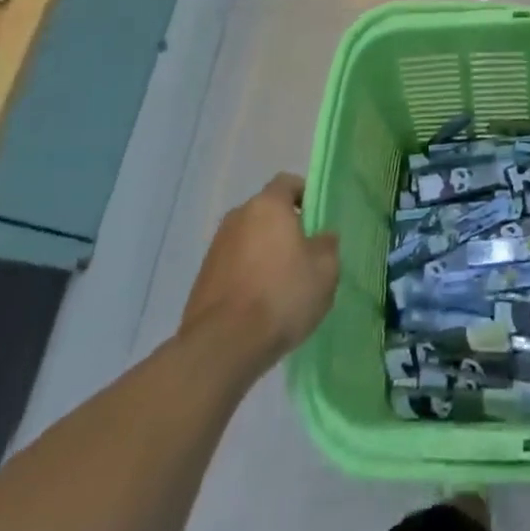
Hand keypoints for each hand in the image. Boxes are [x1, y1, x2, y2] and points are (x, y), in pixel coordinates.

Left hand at [182, 173, 339, 370]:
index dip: (305, 196)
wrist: (221, 347)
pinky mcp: (201, 280)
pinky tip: (258, 307)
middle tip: (302, 256)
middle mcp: (237, 217)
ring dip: (263, 255)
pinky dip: (246, 277)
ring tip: (280, 287)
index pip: (287, 183)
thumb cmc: (280, 296)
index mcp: (267, 205)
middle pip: (266, 213)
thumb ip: (327, 246)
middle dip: (283, 229)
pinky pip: (232, 268)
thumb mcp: (324, 271)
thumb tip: (322, 238)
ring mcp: (215, 249)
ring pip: (248, 241)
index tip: (316, 220)